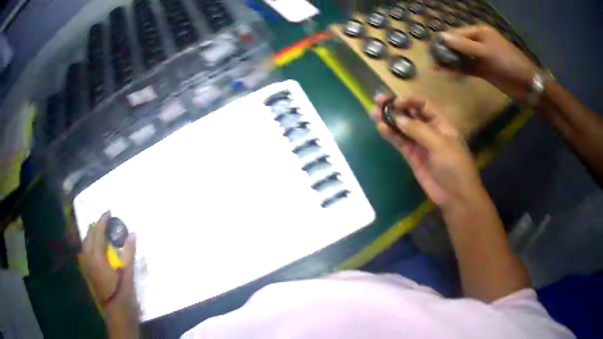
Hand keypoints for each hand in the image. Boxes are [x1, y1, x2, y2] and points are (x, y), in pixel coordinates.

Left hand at [82, 212, 138, 336]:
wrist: (117, 313)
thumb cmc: (122, 294)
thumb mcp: (127, 274)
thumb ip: (129, 253)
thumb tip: (132, 234)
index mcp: (96, 258)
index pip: (97, 233)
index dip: (103, 220)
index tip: (109, 211)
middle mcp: (88, 259)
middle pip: (89, 236)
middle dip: (96, 225)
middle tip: (106, 220)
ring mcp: (86, 266)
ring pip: (85, 243)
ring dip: (92, 234)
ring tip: (100, 230)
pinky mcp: (88, 272)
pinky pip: (86, 251)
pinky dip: (90, 244)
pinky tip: (96, 247)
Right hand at [371, 95, 485, 207]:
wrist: (455, 196)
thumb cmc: (454, 166)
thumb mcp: (440, 144)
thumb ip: (418, 130)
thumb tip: (397, 118)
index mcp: (441, 123)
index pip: (423, 105)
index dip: (409, 101)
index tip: (395, 102)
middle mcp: (430, 131)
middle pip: (410, 115)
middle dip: (394, 107)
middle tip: (377, 101)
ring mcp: (420, 144)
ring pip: (402, 128)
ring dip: (388, 120)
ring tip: (373, 113)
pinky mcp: (412, 157)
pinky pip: (400, 143)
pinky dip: (391, 135)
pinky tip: (381, 128)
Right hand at [440, 25, 536, 100]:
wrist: (526, 84)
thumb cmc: (507, 62)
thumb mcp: (486, 51)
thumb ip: (464, 45)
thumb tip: (442, 37)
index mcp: (479, 32)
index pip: (456, 34)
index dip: (444, 41)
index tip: (432, 50)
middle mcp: (478, 42)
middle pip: (457, 45)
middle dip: (445, 53)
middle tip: (433, 63)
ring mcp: (481, 57)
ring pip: (462, 58)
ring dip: (451, 63)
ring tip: (437, 70)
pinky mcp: (484, 70)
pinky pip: (468, 69)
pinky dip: (460, 72)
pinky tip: (450, 76)